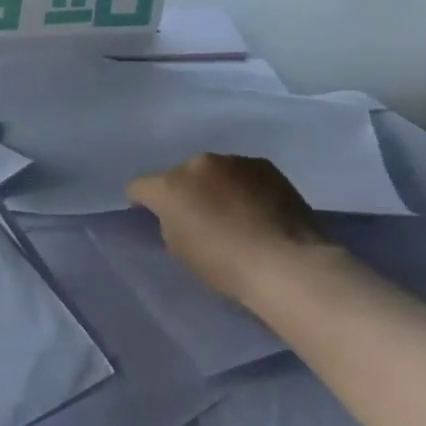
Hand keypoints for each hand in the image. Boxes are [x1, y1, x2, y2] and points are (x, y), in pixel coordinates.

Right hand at [128, 154, 335, 308]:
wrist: (286, 263)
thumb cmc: (224, 264)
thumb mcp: (179, 249)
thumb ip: (169, 223)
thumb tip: (177, 215)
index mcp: (170, 185)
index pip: (139, 187)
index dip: (142, 203)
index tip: (153, 220)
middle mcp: (198, 164)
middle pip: (179, 175)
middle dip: (184, 192)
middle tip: (199, 218)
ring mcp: (234, 161)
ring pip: (213, 172)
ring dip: (214, 187)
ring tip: (233, 214)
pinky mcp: (266, 166)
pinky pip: (242, 174)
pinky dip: (242, 187)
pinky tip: (257, 210)